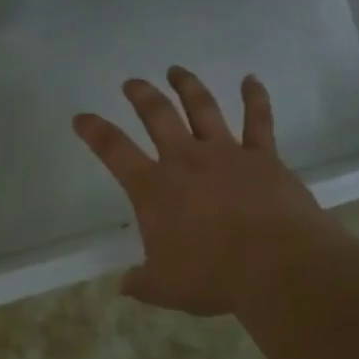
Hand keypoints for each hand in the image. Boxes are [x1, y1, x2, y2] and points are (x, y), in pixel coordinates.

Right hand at [73, 68, 332, 315]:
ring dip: (188, 86)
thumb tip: (124, 285)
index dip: (94, 131)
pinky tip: (251, 79)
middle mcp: (186, 160)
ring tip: (176, 70)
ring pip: (202, 107)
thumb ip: (142, 283)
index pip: (114, 151)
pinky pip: (259, 119)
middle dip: (141, 95)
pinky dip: (255, 97)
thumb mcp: (165, 288)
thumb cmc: (213, 277)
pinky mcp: (263, 156)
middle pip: (158, 115)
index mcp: (154, 188)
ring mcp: (226, 153)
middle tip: (132, 82)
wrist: (276, 265)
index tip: (82, 117)